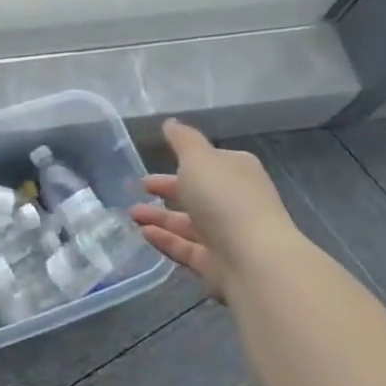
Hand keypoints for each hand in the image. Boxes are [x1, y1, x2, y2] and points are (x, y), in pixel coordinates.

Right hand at [130, 119, 302, 300]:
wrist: (254, 261)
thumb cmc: (225, 198)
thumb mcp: (198, 158)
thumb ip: (182, 140)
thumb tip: (170, 122)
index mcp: (237, 171)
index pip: (208, 162)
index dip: (183, 160)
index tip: (154, 159)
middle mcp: (235, 201)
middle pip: (196, 192)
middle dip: (166, 189)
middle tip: (137, 187)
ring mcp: (227, 234)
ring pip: (188, 222)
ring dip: (159, 216)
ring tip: (131, 214)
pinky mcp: (216, 263)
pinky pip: (185, 247)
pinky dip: (164, 239)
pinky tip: (143, 233)